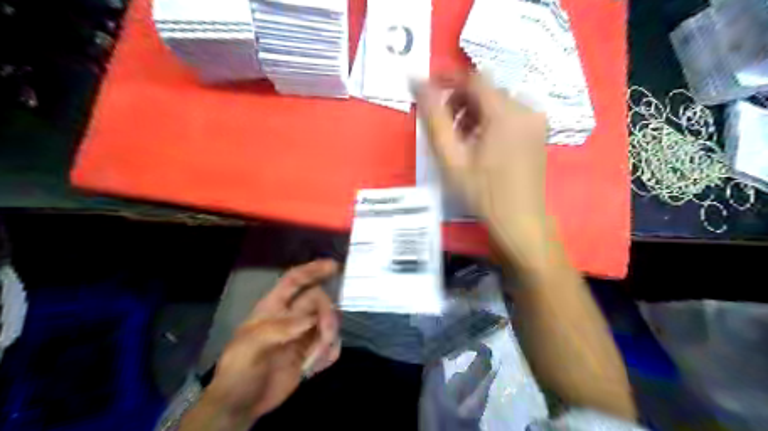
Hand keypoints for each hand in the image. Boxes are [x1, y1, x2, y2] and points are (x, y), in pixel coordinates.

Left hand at [183, 257, 340, 428]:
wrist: (241, 406)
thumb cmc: (238, 372)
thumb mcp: (250, 348)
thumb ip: (279, 330)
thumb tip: (310, 320)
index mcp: (273, 308)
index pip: (294, 280)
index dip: (312, 270)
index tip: (334, 266)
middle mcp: (291, 317)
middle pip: (318, 301)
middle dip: (327, 314)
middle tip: (325, 334)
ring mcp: (303, 335)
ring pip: (329, 322)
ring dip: (329, 337)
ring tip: (316, 358)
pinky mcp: (311, 354)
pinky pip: (331, 345)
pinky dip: (330, 353)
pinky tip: (316, 366)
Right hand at [417, 71, 549, 261]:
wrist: (520, 220)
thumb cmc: (482, 193)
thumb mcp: (451, 158)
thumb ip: (434, 119)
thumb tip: (417, 82)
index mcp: (504, 113)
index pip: (474, 79)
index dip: (449, 79)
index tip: (429, 89)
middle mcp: (525, 109)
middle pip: (486, 90)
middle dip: (461, 102)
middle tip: (445, 127)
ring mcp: (535, 120)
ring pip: (498, 102)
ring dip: (475, 113)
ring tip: (461, 140)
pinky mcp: (538, 131)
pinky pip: (510, 114)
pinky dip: (491, 121)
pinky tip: (481, 144)